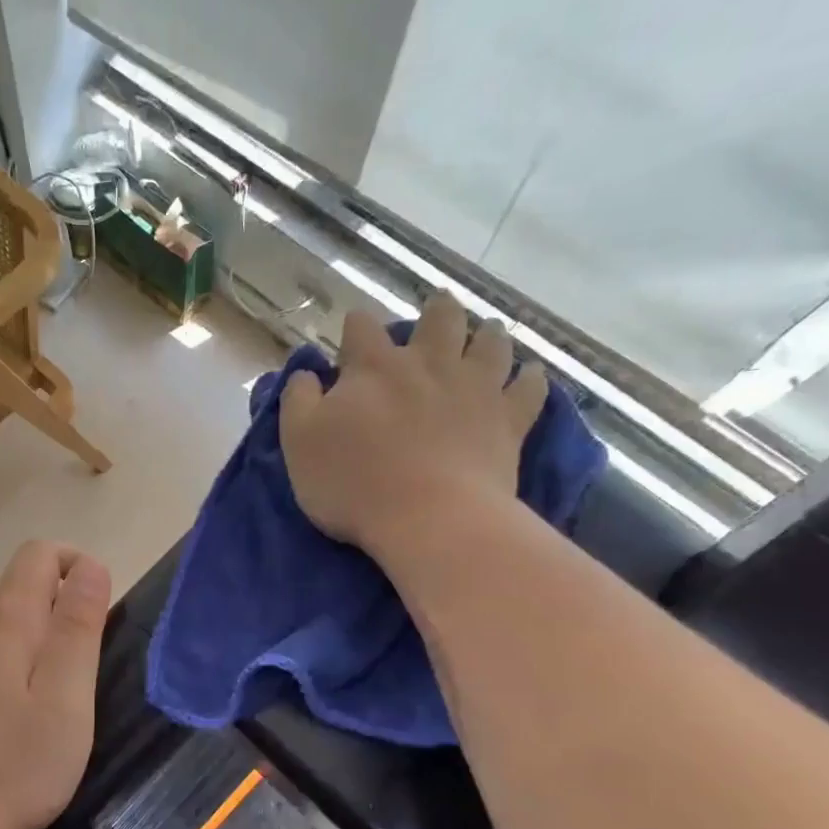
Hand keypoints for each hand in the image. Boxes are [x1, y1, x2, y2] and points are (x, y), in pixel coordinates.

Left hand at [0, 541, 111, 828]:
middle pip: (18, 576)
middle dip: (58, 595)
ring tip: (55, 676)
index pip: (40, 553)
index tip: (98, 614)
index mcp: (6, 617)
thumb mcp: (67, 694)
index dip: (77, 566)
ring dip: (34, 621)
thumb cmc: (18, 761)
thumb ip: (79, 625)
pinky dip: (8, 645)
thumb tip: (91, 565)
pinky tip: (17, 696)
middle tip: (83, 655)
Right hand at [280, 295, 545, 561]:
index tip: (353, 334)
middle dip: (436, 311)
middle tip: (438, 310)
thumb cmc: (353, 483)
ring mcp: (475, 388)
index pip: (362, 328)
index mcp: (374, 367)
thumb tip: (305, 373)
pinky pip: (529, 388)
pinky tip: (529, 376)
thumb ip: (298, 401)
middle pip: (439, 319)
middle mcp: (428, 364)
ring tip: (486, 334)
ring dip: (487, 335)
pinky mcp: (509, 420)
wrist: (429, 519)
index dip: (356, 326)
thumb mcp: (299, 443)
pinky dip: (530, 379)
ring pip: (490, 343)